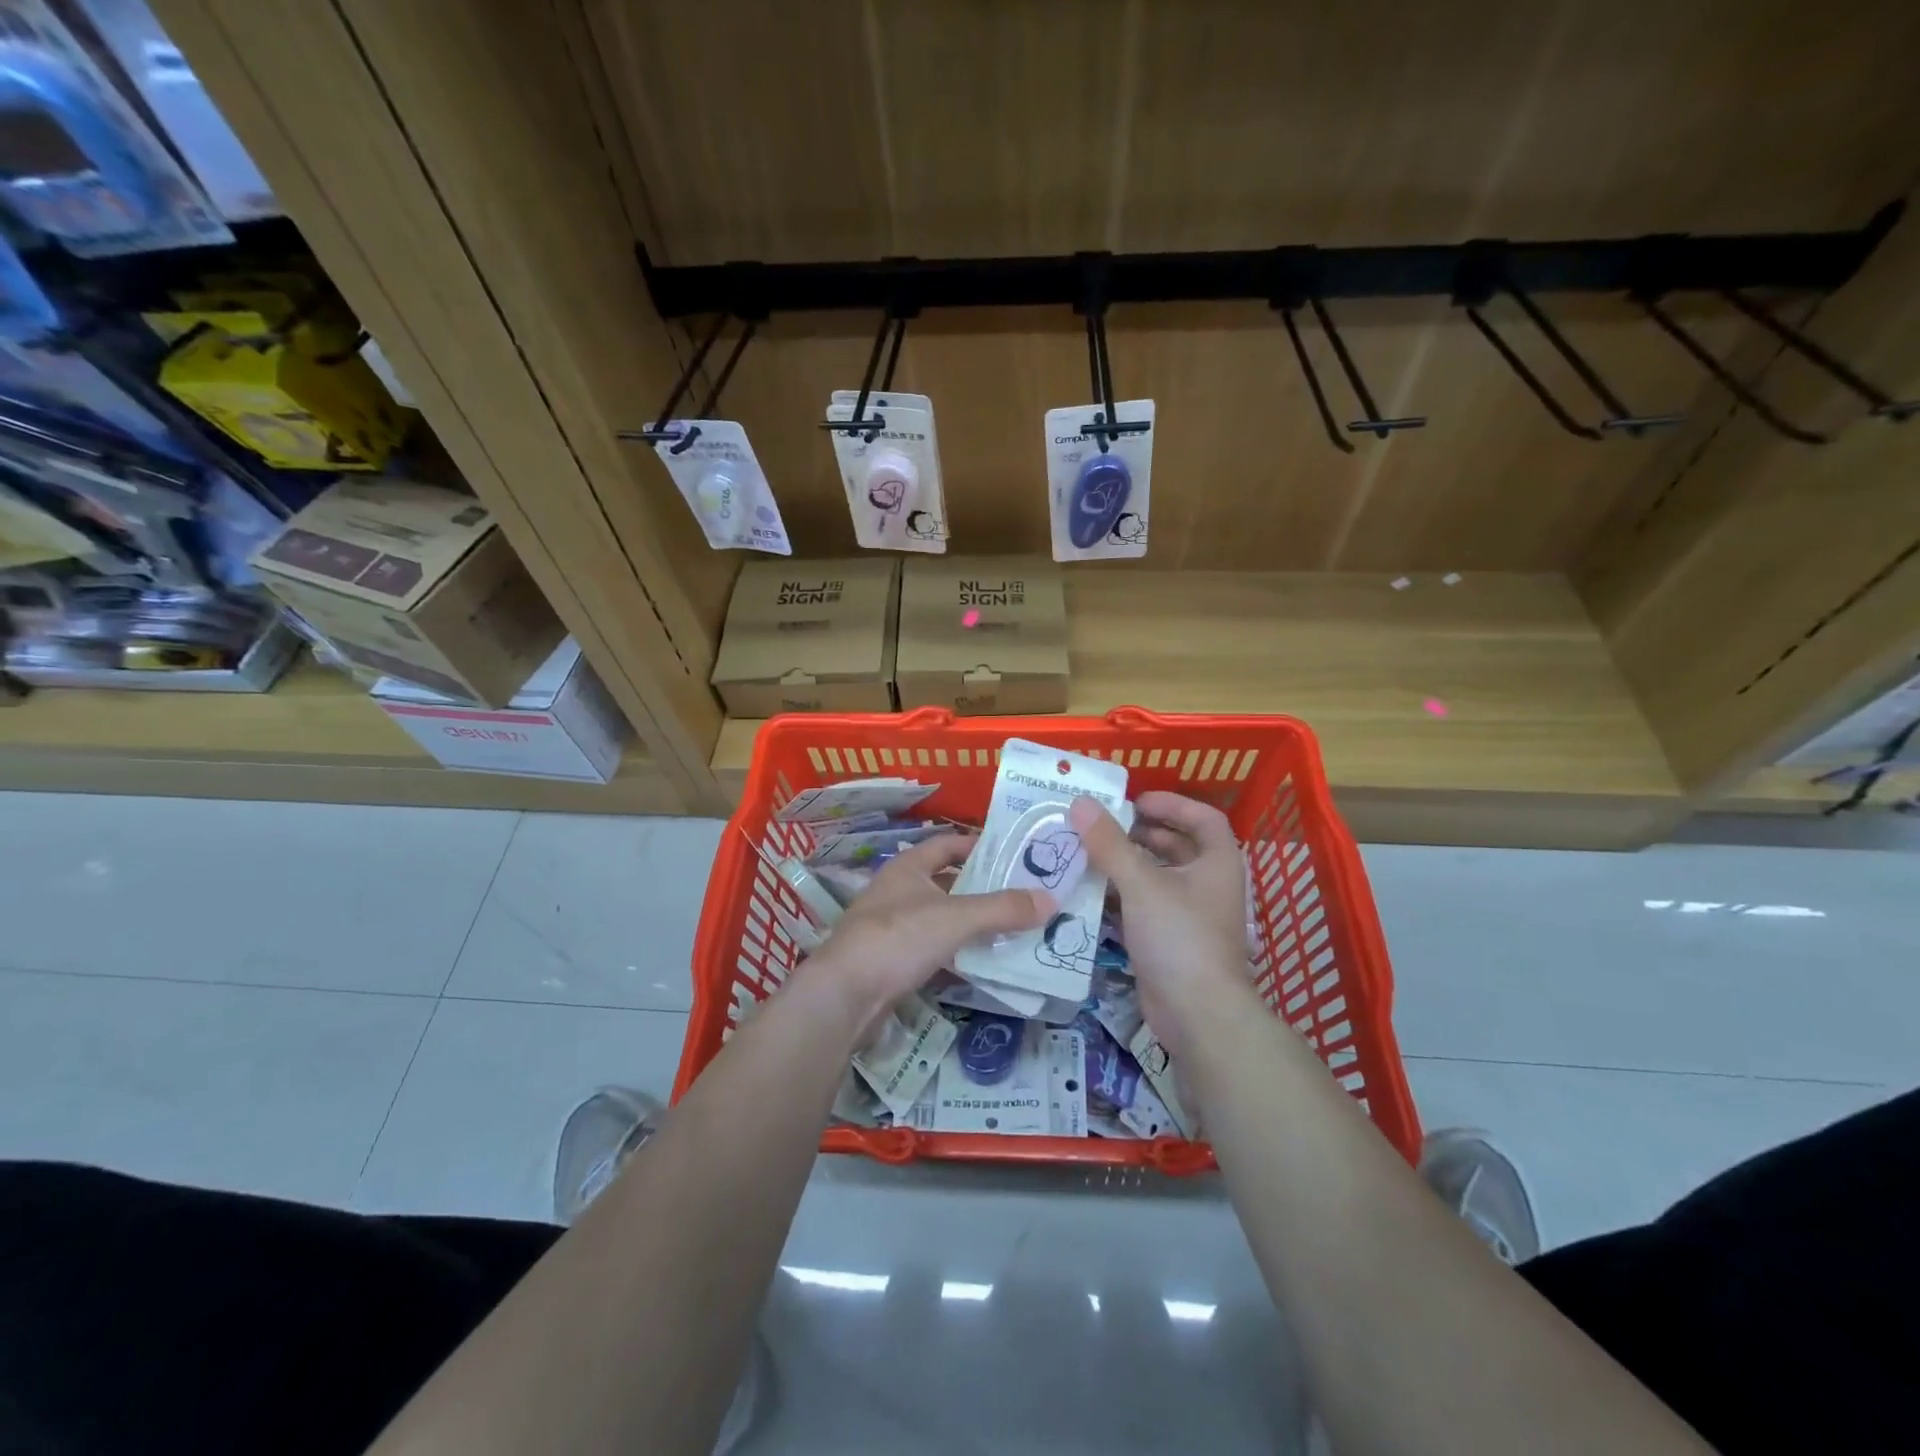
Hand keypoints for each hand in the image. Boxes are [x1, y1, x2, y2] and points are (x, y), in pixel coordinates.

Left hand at [795, 834, 1052, 1033]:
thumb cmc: (898, 939)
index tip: (1013, 855)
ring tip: (1010, 930)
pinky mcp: (889, 961)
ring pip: (939, 917)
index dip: (978, 846)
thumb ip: (1002, 909)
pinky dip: (955, 952)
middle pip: (946, 882)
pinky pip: (931, 948)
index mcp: (908, 867)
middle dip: (981, 888)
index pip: (947, 844)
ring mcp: (890, 927)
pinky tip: (979, 963)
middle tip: (1021, 896)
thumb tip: (1050, 900)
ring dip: (970, 923)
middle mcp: (897, 891)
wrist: (844, 996)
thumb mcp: (956, 919)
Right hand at [1070, 792, 1254, 1060]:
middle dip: (1142, 833)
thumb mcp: (1142, 884)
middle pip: (1177, 847)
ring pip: (1158, 878)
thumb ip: (1110, 844)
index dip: (1172, 804)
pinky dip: (1121, 896)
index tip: (1135, 801)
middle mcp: (1208, 885)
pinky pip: (1144, 907)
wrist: (1197, 1015)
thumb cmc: (1180, 937)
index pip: (1203, 818)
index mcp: (1217, 863)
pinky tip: (1091, 892)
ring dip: (1127, 864)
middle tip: (1103, 826)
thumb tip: (1080, 803)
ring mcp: (1190, 916)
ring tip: (1089, 854)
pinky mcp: (1170, 942)